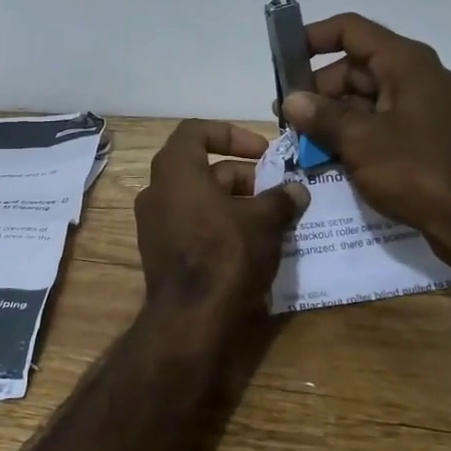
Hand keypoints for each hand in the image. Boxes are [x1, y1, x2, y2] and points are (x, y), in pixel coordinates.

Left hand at [134, 120, 308, 317]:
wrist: (192, 319)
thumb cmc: (226, 254)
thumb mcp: (264, 221)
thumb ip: (281, 198)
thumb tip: (297, 190)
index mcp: (175, 170)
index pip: (197, 131)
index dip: (232, 134)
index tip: (262, 151)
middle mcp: (156, 191)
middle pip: (202, 168)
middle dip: (242, 176)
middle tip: (275, 193)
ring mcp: (153, 224)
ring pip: (199, 199)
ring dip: (234, 203)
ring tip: (271, 220)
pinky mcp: (159, 252)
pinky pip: (192, 225)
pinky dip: (219, 225)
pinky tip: (251, 245)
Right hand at [280, 13, 450, 274]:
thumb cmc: (417, 171)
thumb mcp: (360, 142)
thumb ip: (322, 116)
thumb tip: (291, 100)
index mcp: (405, 63)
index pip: (351, 30)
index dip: (313, 38)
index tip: (282, 59)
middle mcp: (415, 76)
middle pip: (355, 66)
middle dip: (318, 88)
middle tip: (286, 116)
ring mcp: (421, 107)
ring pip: (364, 97)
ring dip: (332, 115)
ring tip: (301, 140)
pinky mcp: (423, 136)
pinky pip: (379, 122)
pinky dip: (353, 133)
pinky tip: (327, 155)